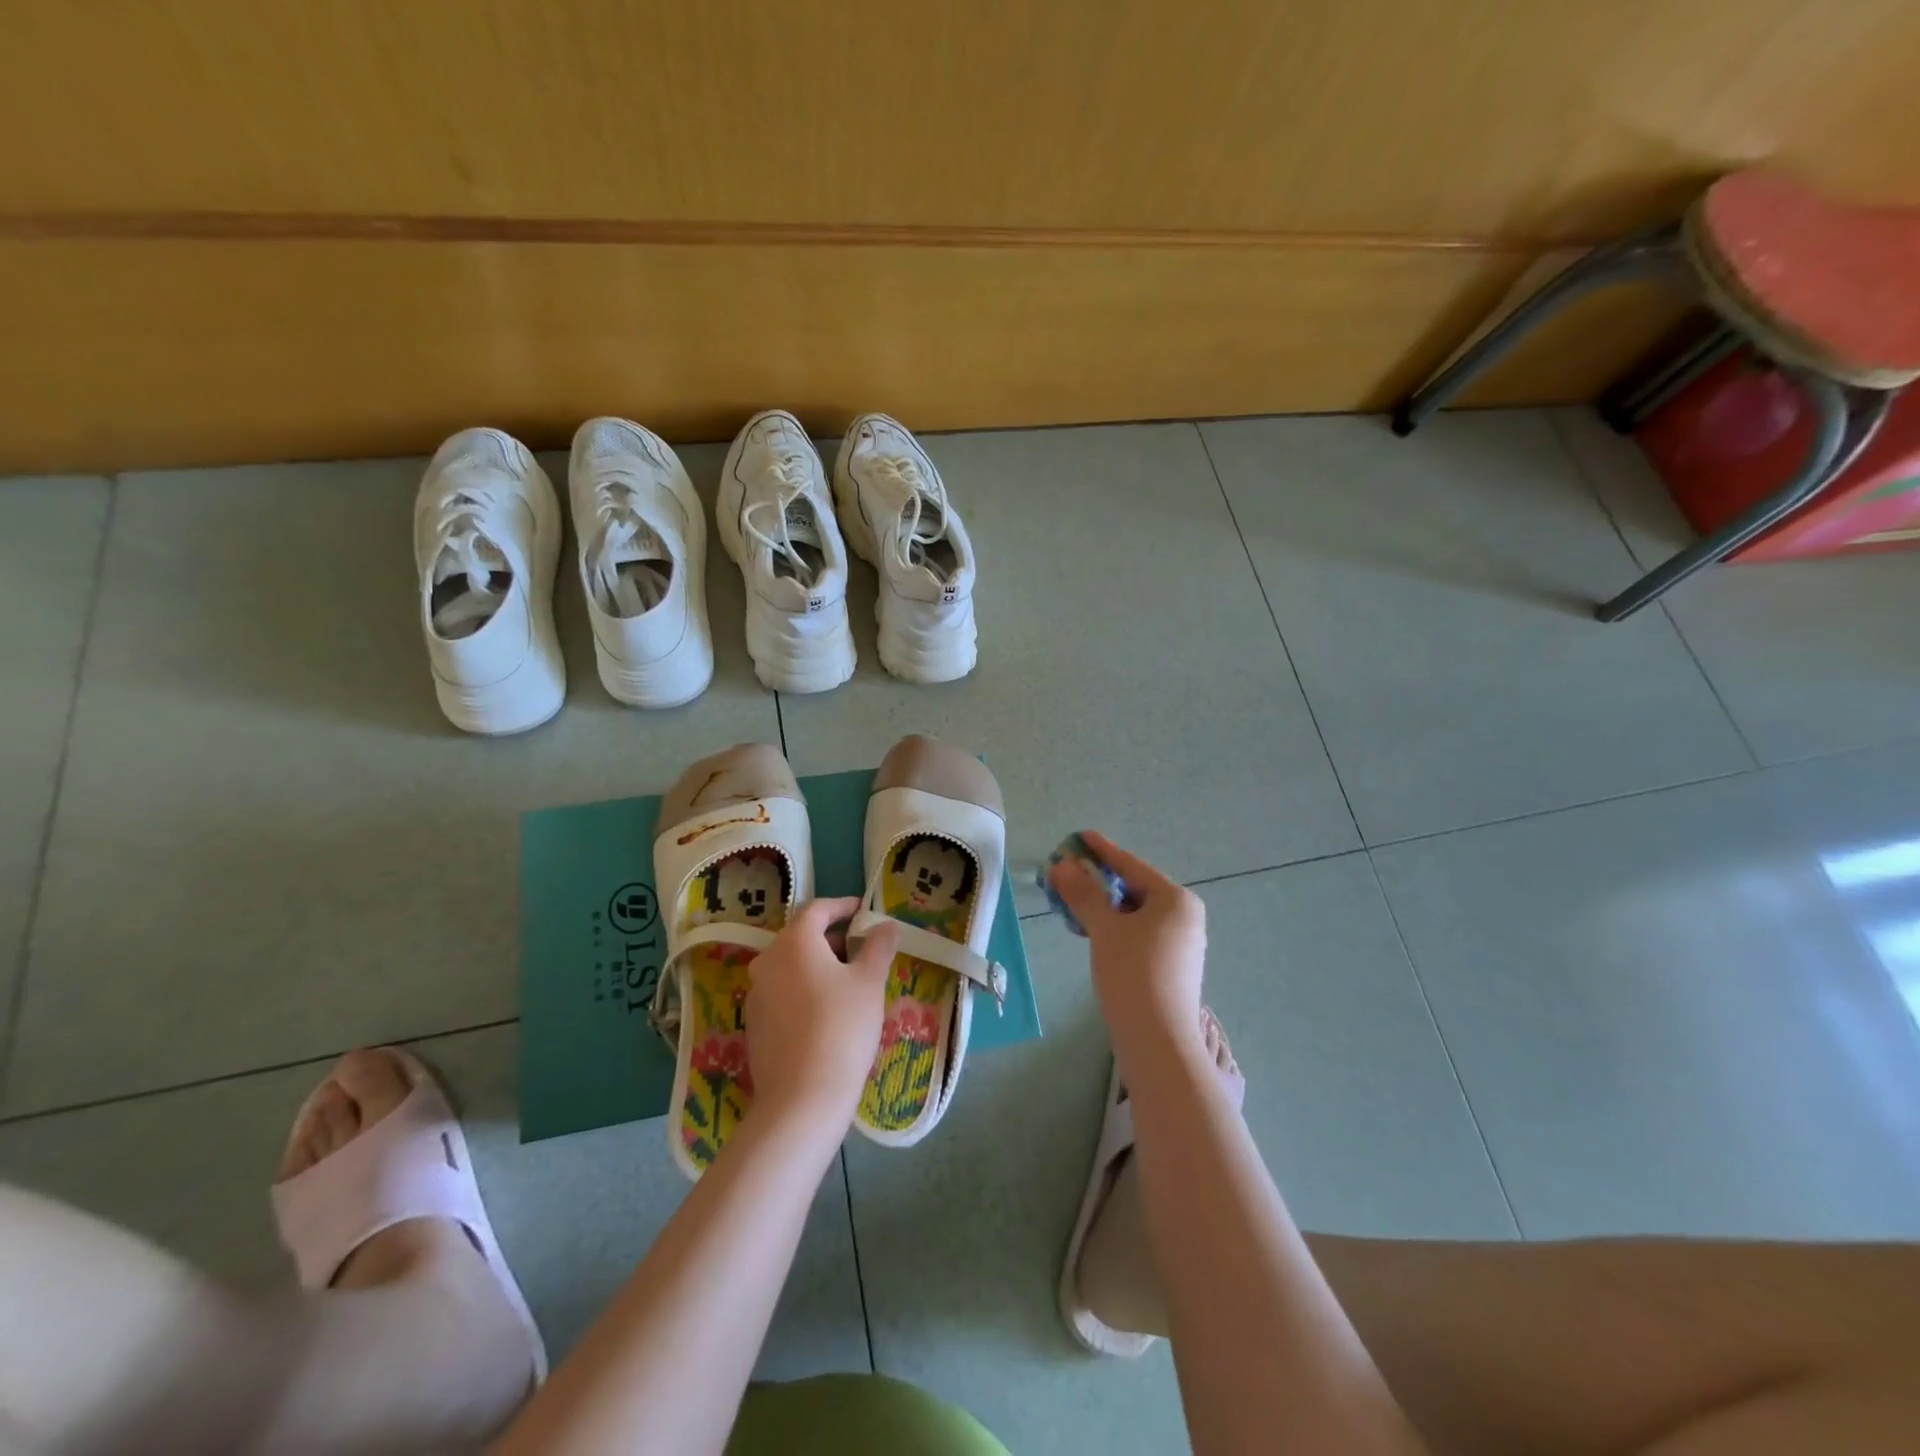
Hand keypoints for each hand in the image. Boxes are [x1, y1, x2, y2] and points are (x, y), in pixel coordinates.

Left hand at [744, 897, 899, 1131]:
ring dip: (818, 965)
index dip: (842, 906)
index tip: (863, 910)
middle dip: (832, 938)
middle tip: (861, 949)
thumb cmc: (842, 1027)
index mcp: (794, 942)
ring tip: (848, 981)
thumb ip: (879, 947)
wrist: (802, 1098)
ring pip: (791, 966)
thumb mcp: (870, 982)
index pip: (817, 910)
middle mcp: (768, 961)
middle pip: (801, 937)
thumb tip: (886, 925)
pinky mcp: (754, 1024)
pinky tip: (826, 1012)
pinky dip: (804, 989)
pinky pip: (782, 992)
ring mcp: (756, 994)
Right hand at [1049, 832, 1207, 1065]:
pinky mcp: (1172, 966)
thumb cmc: (1133, 974)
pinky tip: (1092, 932)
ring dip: (1103, 906)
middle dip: (1098, 881)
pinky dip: (1115, 927)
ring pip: (1135, 913)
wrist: (1158, 1041)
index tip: (1078, 837)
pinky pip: (1139, 933)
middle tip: (1066, 875)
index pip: (1131, 866)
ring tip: (1072, 903)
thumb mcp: (1104, 929)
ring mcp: (1181, 943)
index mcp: (1175, 899)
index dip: (1101, 850)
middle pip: (1134, 888)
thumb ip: (1083, 894)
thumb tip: (1062, 866)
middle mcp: (1184, 916)